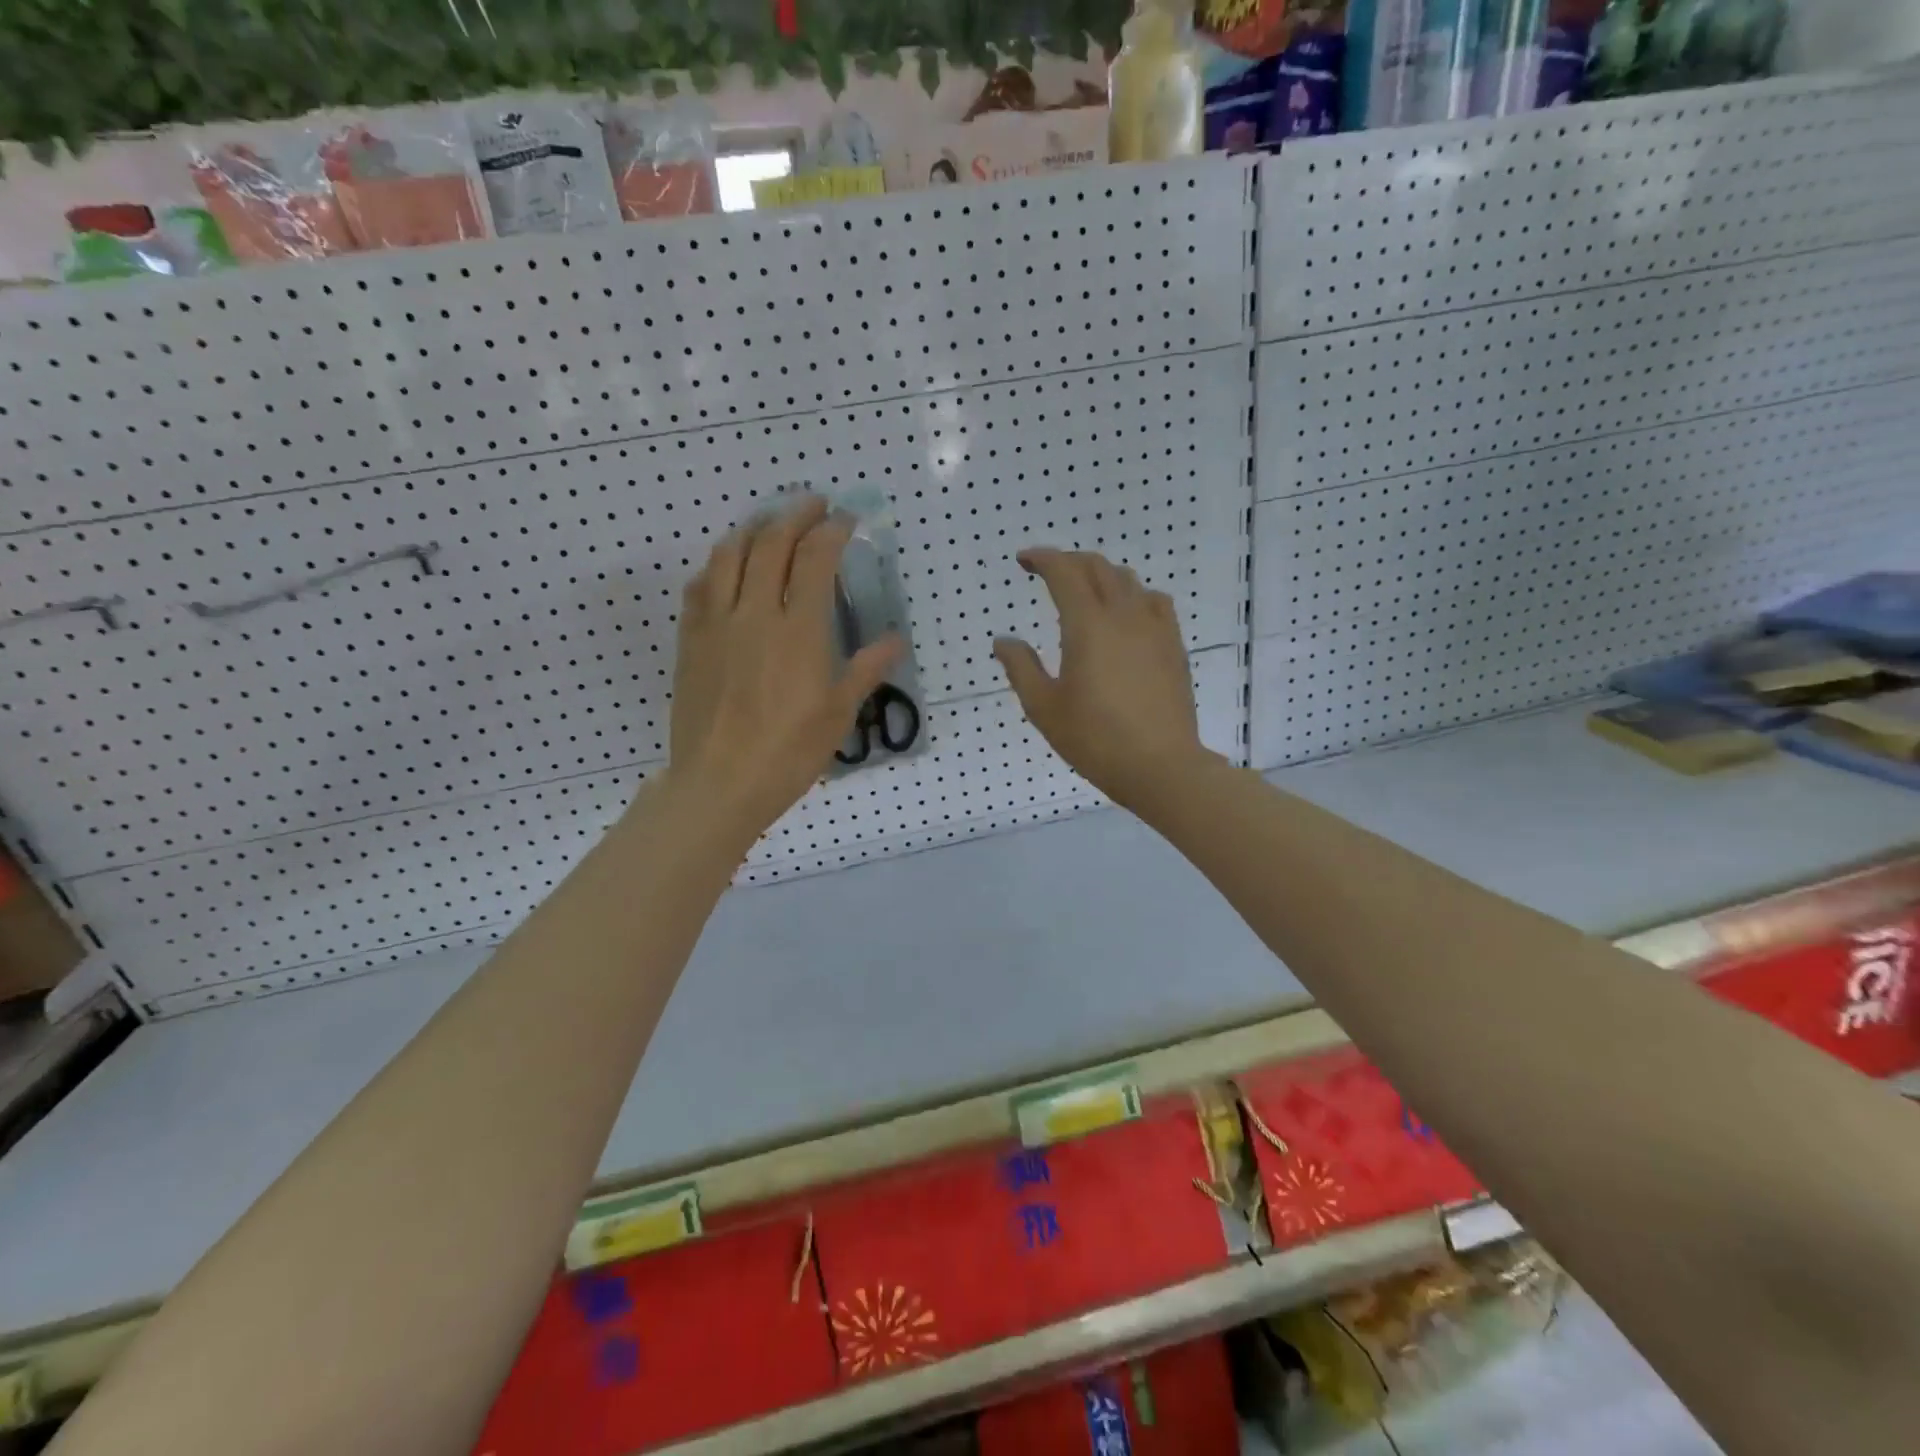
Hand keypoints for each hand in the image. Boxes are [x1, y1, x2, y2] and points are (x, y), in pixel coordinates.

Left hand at [667, 496, 901, 846]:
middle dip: (794, 514)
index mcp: (799, 630)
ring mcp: (717, 623)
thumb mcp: (839, 713)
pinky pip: (700, 586)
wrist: (720, 782)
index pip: (815, 558)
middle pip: (771, 543)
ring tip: (769, 523)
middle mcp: (755, 613)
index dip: (832, 530)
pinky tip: (726, 566)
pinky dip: (717, 565)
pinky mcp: (691, 640)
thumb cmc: (788, 752)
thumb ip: (866, 669)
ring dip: (753, 528)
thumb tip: (896, 640)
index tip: (846, 519)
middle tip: (813, 504)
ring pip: (729, 554)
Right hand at [994, 548, 1208, 811]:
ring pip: (1127, 580)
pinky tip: (1126, 614)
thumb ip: (1021, 668)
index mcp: (1087, 625)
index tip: (1024, 561)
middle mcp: (1123, 615)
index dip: (1042, 558)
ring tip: (1084, 592)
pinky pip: (1154, 601)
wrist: (1161, 766)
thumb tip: (1004, 641)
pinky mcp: (1173, 645)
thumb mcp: (1044, 708)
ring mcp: (1154, 627)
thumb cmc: (1095, 739)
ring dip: (1100, 575)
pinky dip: (1132, 594)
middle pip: (1097, 567)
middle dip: (1069, 562)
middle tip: (1047, 573)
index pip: (1064, 572)